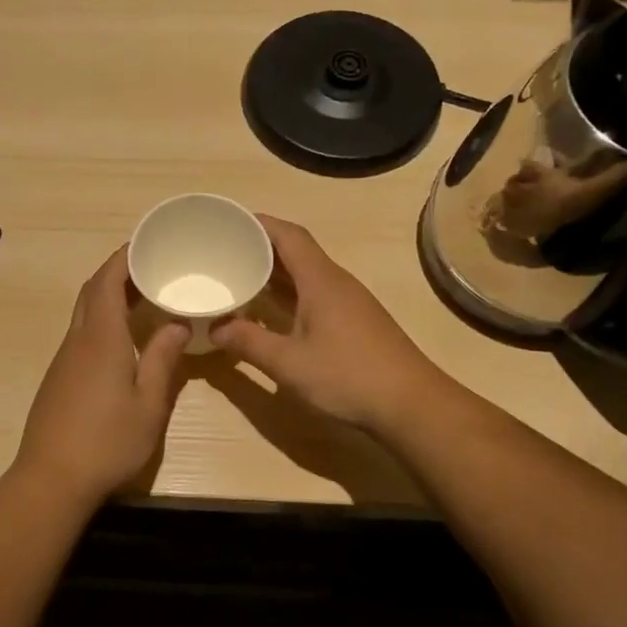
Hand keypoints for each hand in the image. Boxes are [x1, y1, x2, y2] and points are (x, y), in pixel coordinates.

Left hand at [9, 247, 190, 505]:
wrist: (51, 479)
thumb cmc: (107, 442)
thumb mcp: (149, 404)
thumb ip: (163, 359)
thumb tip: (177, 322)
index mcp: (101, 338)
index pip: (107, 281)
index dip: (124, 257)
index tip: (147, 243)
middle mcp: (77, 340)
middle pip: (92, 291)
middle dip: (118, 272)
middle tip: (152, 268)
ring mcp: (63, 360)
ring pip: (85, 313)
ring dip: (110, 297)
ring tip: (145, 298)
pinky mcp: (58, 379)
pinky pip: (82, 334)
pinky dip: (102, 321)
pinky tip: (124, 339)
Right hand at [211, 215, 445, 433]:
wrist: (411, 405)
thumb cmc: (348, 377)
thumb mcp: (288, 363)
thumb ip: (248, 342)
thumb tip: (214, 328)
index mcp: (320, 280)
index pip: (288, 235)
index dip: (259, 223)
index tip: (228, 221)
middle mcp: (336, 282)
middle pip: (296, 251)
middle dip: (260, 247)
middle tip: (224, 252)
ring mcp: (349, 303)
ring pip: (306, 275)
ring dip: (274, 273)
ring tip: (240, 278)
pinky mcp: (355, 323)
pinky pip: (315, 295)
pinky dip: (289, 295)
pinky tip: (271, 313)